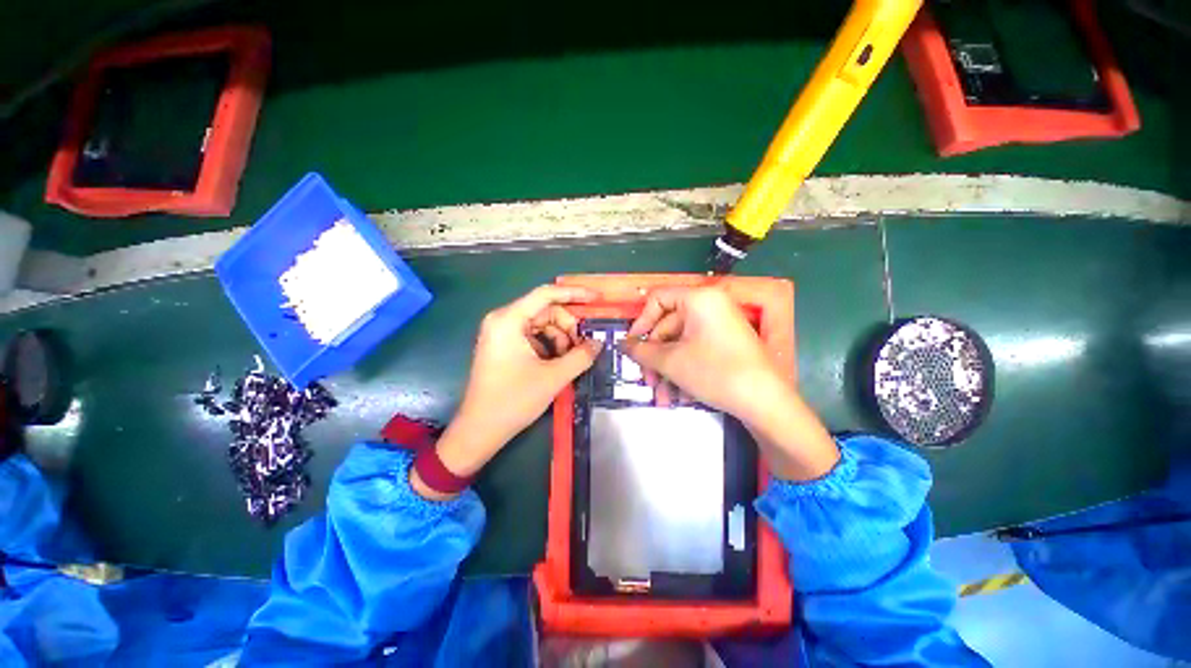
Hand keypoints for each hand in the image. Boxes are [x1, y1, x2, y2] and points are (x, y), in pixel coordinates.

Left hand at [413, 285, 602, 498]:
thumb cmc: (513, 400)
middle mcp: (502, 320)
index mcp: (509, 320)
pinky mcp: (503, 346)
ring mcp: (501, 333)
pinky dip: (549, 346)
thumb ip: (581, 356)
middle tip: (584, 345)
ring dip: (560, 338)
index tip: (597, 299)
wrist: (479, 430)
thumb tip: (598, 343)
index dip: (575, 294)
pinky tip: (557, 363)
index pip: (546, 294)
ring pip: (541, 324)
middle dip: (568, 326)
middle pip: (545, 310)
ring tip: (571, 359)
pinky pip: (533, 336)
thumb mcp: (553, 377)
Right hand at [624, 286, 838, 480]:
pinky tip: (679, 396)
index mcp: (698, 299)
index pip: (657, 298)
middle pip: (668, 325)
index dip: (640, 321)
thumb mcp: (671, 361)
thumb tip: (623, 344)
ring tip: (662, 396)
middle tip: (646, 380)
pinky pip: (696, 350)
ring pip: (680, 343)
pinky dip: (684, 370)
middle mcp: (710, 306)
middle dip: (654, 356)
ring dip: (667, 369)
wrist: (765, 402)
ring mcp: (720, 325)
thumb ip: (642, 350)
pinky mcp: (726, 343)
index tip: (632, 345)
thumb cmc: (714, 372)